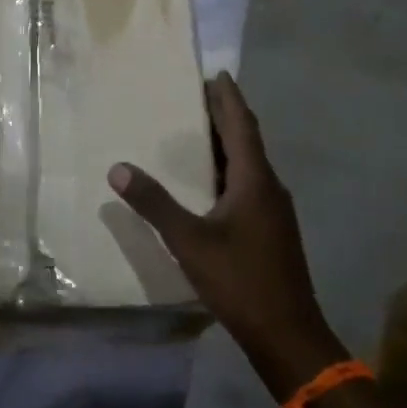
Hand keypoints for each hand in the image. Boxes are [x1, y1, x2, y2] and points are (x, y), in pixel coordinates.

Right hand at [109, 73, 345, 400]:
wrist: (288, 335)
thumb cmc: (240, 280)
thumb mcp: (189, 241)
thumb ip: (155, 204)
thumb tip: (118, 168)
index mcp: (255, 179)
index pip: (242, 124)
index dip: (228, 97)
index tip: (215, 73)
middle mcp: (270, 186)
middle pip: (248, 140)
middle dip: (225, 115)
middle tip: (197, 95)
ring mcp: (275, 210)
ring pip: (249, 164)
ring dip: (227, 144)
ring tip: (197, 132)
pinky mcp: (272, 230)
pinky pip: (249, 185)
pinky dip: (229, 171)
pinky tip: (210, 183)